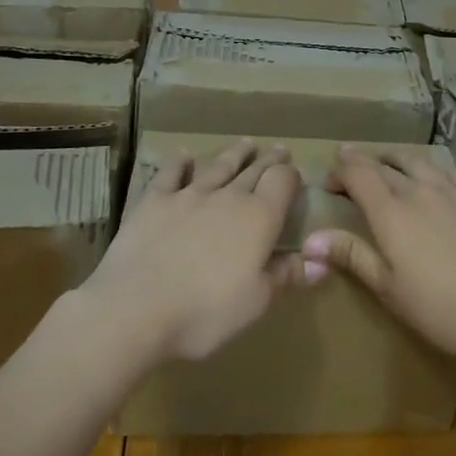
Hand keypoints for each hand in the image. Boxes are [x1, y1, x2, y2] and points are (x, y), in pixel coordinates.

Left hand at [80, 139, 306, 364]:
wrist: (135, 308)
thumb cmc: (205, 312)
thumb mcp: (256, 303)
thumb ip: (286, 276)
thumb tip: (319, 261)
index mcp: (259, 218)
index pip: (282, 183)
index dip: (290, 176)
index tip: (295, 173)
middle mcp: (228, 196)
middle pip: (254, 169)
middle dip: (268, 159)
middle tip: (278, 149)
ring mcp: (189, 194)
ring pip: (218, 166)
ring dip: (234, 153)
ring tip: (245, 143)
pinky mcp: (155, 200)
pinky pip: (172, 173)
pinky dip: (180, 162)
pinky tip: (184, 155)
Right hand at [305, 145, 455, 365]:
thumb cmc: (442, 308)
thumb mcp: (389, 289)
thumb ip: (352, 255)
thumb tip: (309, 239)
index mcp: (391, 211)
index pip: (357, 172)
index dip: (339, 169)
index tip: (328, 181)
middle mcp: (419, 189)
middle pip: (384, 163)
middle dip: (362, 164)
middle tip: (350, 172)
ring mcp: (452, 190)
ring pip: (417, 160)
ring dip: (395, 160)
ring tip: (387, 167)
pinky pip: (449, 170)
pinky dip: (432, 169)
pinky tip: (435, 181)